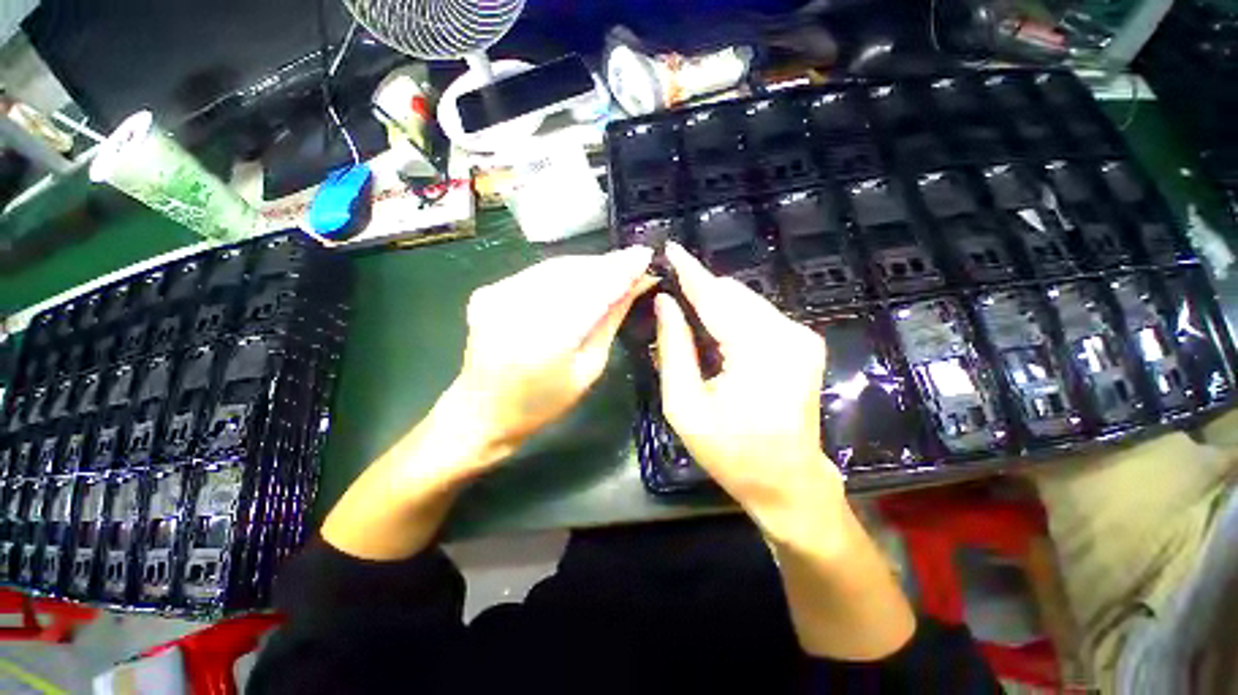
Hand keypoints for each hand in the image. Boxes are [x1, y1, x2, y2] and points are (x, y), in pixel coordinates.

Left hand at [453, 246, 656, 465]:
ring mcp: (498, 296)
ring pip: (556, 266)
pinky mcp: (488, 291)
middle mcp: (518, 309)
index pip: (593, 291)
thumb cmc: (544, 402)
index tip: (645, 255)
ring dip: (588, 266)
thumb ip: (610, 321)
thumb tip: (635, 285)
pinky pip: (537, 273)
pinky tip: (582, 277)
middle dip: (607, 264)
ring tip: (613, 268)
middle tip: (634, 261)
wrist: (483, 411)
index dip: (621, 270)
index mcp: (547, 340)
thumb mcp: (589, 368)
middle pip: (573, 272)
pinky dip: (564, 272)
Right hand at [656, 243, 915, 660]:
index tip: (671, 249)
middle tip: (671, 300)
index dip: (689, 271)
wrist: (788, 481)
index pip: (715, 297)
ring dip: (715, 305)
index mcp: (757, 351)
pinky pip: (757, 315)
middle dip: (700, 291)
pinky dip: (732, 317)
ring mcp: (801, 337)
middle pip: (732, 294)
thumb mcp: (686, 407)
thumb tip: (665, 304)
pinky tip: (715, 335)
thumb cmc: (732, 452)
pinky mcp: (803, 343)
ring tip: (689, 320)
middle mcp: (786, 334)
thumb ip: (674, 350)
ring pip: (745, 302)